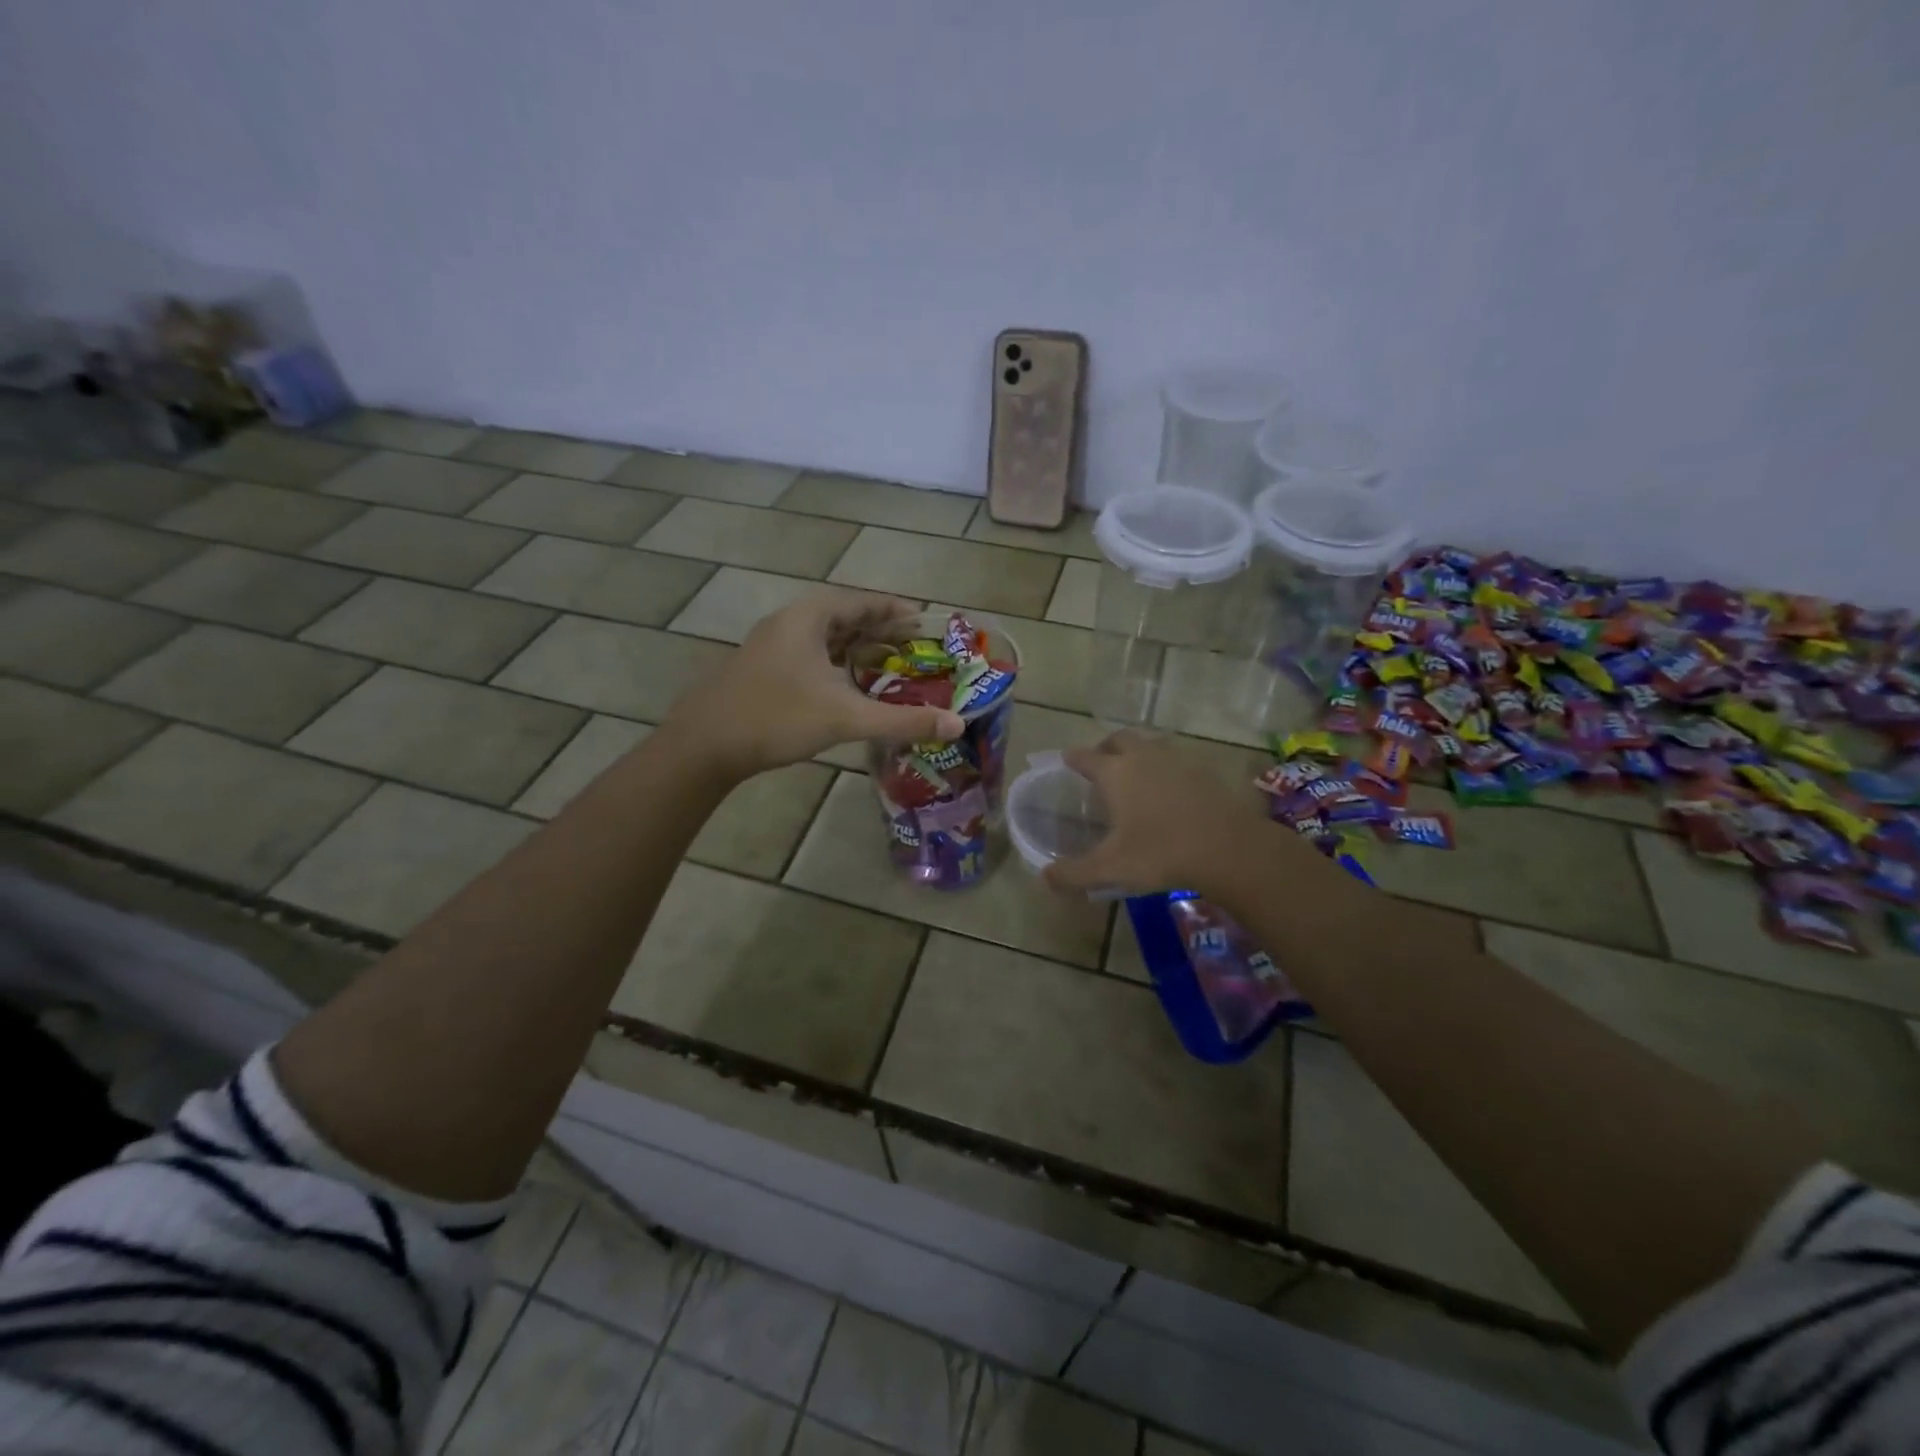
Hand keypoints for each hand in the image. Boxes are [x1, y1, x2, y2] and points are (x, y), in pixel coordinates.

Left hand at [662, 589, 965, 781]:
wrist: (703, 745)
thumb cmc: (777, 717)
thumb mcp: (846, 717)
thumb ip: (903, 720)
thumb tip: (957, 724)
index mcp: (809, 617)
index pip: (863, 602)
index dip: (896, 609)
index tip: (925, 618)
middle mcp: (789, 623)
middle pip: (844, 618)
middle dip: (880, 630)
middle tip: (915, 645)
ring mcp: (771, 647)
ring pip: (825, 639)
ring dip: (857, 648)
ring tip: (889, 663)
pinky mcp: (762, 671)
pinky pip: (810, 657)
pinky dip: (836, 665)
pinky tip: (848, 686)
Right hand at [1043, 729, 1311, 896]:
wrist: (1229, 849)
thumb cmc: (1161, 853)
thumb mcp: (1111, 869)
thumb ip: (1074, 873)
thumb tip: (1045, 877)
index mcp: (1115, 773)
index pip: (1085, 757)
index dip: (1073, 759)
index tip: (1066, 761)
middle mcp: (1143, 757)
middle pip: (1119, 740)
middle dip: (1105, 748)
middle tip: (1100, 764)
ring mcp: (1177, 760)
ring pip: (1150, 745)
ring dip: (1137, 754)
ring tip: (1134, 775)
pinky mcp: (1204, 771)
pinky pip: (1176, 760)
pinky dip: (1165, 768)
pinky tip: (1168, 790)